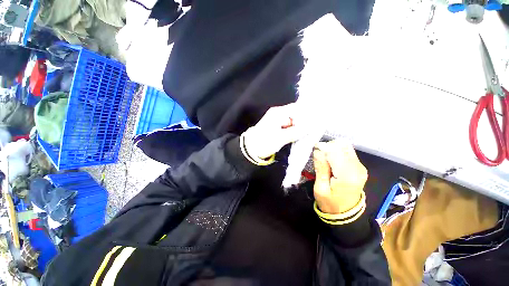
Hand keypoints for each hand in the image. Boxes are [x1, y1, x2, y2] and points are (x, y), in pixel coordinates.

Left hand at [243, 103, 306, 159]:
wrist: (251, 149)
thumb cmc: (264, 142)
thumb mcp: (280, 138)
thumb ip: (295, 132)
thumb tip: (309, 127)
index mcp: (278, 113)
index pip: (296, 109)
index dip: (306, 114)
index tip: (314, 122)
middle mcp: (278, 114)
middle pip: (295, 115)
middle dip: (303, 122)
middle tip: (312, 130)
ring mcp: (277, 121)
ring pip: (293, 122)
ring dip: (299, 128)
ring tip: (307, 134)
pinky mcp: (277, 127)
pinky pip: (289, 127)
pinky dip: (294, 131)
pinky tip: (299, 136)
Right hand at [313, 140, 367, 214]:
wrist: (345, 213)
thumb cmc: (330, 203)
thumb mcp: (320, 188)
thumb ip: (320, 168)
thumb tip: (318, 151)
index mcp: (347, 175)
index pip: (335, 151)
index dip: (323, 147)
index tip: (314, 150)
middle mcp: (358, 168)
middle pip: (342, 145)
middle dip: (328, 147)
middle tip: (319, 156)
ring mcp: (360, 166)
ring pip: (345, 146)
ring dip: (333, 148)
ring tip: (325, 158)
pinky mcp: (359, 166)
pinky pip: (347, 151)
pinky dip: (337, 152)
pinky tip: (331, 160)